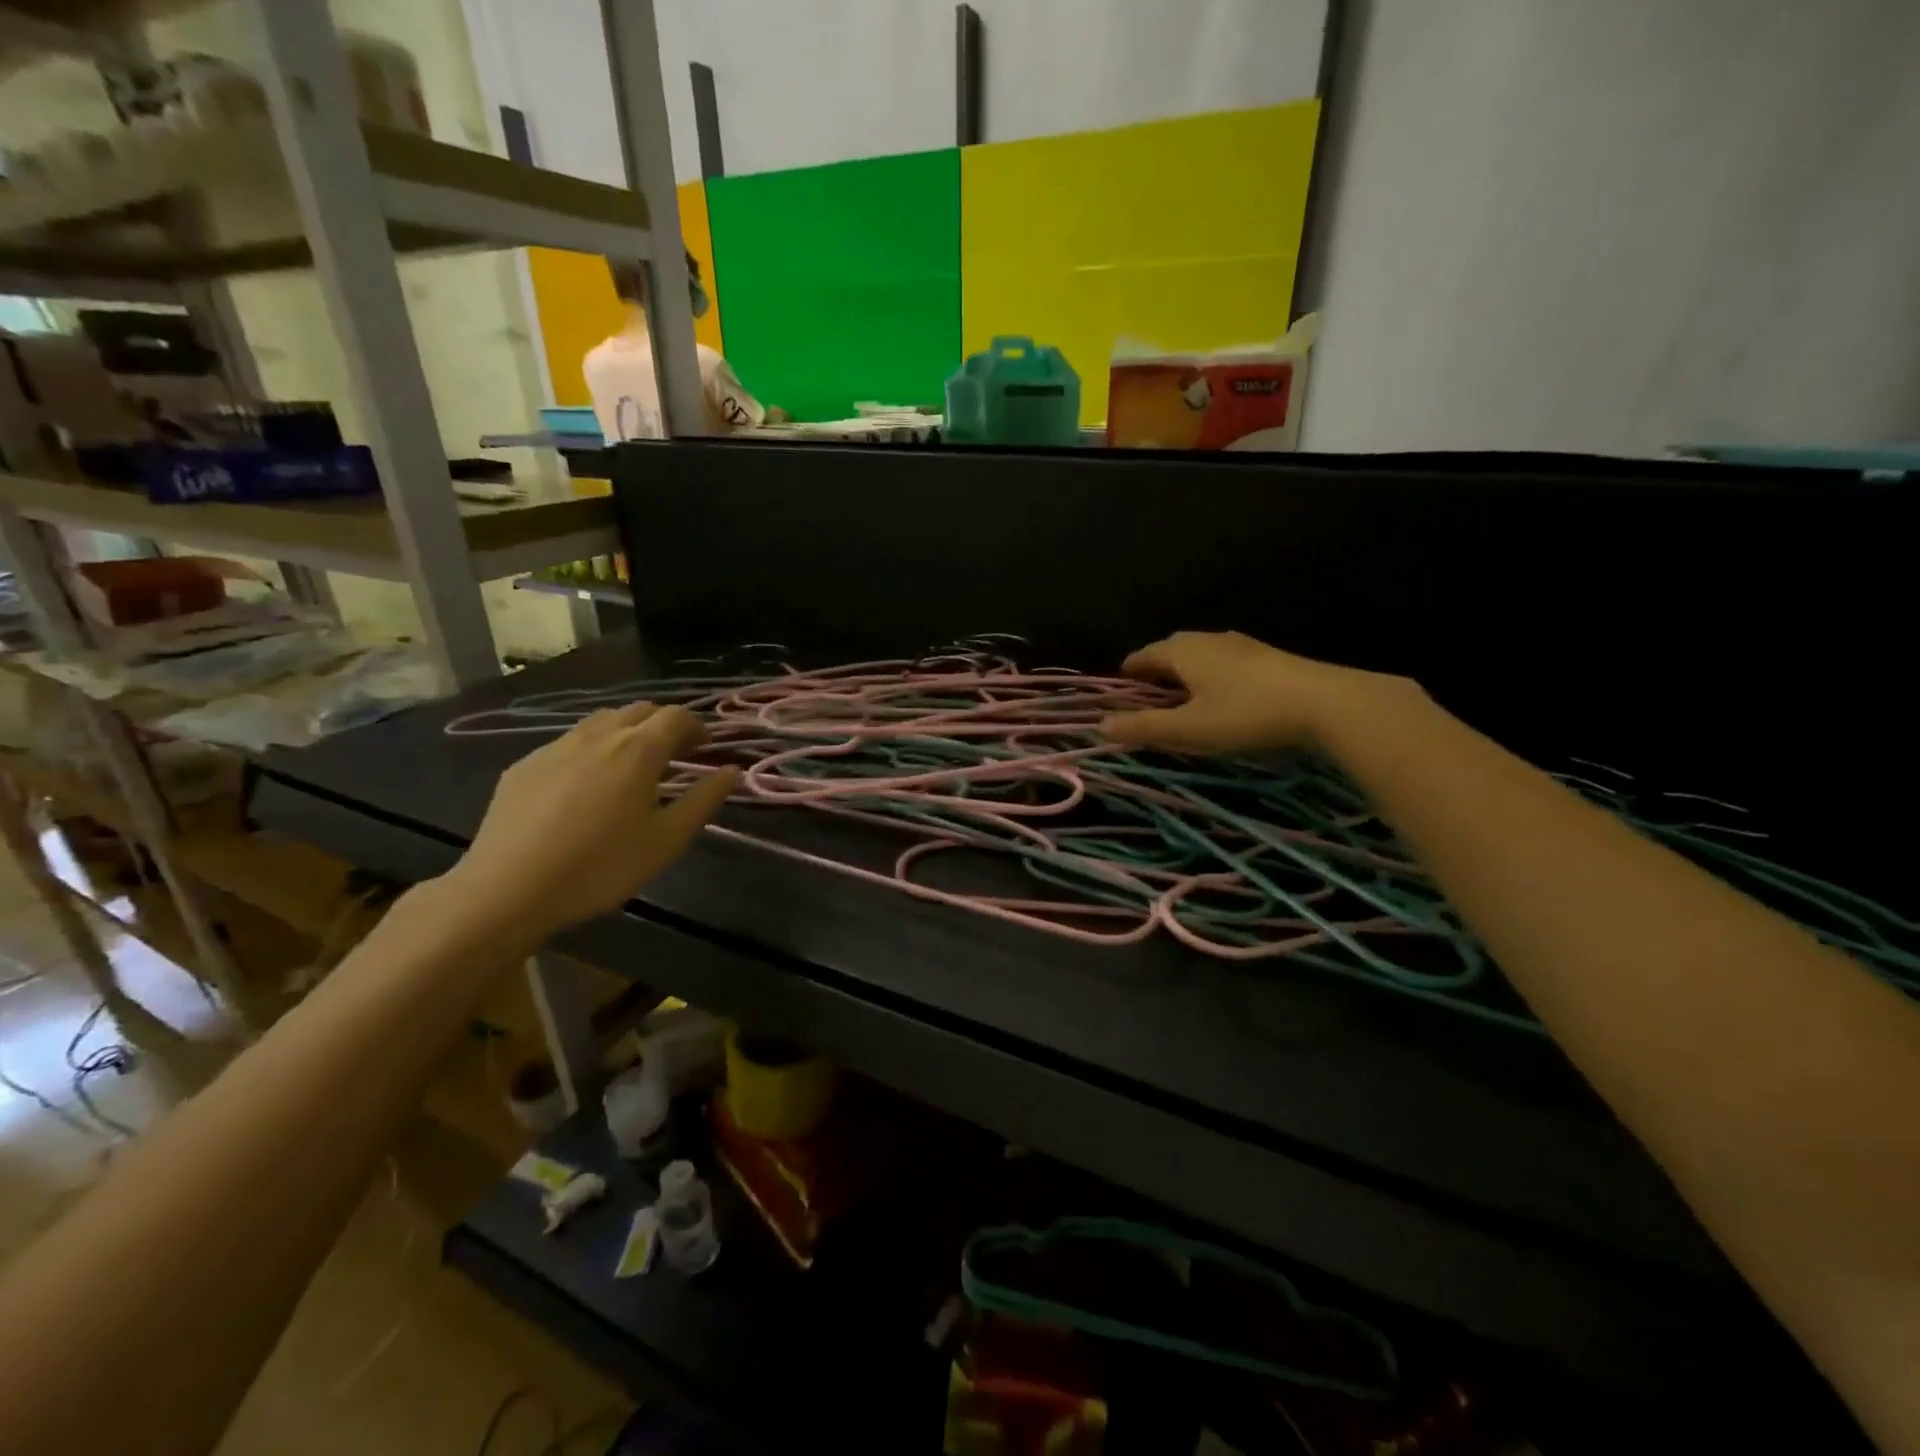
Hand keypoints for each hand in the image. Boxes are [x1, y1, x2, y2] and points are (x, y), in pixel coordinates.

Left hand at [451, 703, 737, 940]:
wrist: (508, 889)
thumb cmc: (601, 866)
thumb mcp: (666, 841)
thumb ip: (703, 801)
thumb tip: (730, 771)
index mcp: (638, 750)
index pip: (675, 716)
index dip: (695, 726)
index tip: (704, 748)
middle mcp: (598, 736)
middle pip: (638, 711)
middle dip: (663, 725)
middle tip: (673, 756)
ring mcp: (556, 747)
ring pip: (600, 722)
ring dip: (626, 733)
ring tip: (631, 767)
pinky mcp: (524, 766)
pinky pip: (568, 743)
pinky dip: (590, 750)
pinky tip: (584, 786)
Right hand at [1102, 630, 1392, 754]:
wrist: (1326, 704)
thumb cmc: (1246, 714)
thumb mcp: (1188, 729)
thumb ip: (1143, 727)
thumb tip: (1100, 725)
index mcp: (1183, 651)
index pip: (1143, 656)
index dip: (1127, 674)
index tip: (1118, 692)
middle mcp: (1208, 639)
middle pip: (1171, 651)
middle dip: (1155, 672)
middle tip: (1147, 699)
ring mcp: (1241, 645)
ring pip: (1200, 655)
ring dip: (1185, 674)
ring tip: (1182, 699)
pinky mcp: (1267, 657)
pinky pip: (1224, 662)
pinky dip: (1211, 676)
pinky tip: (1223, 696)